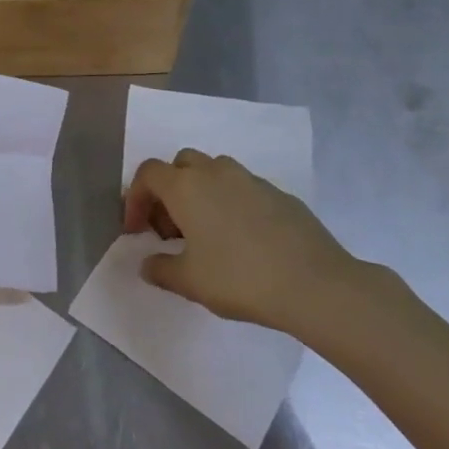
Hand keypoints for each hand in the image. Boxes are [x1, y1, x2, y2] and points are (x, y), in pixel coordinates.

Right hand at [123, 149, 382, 343]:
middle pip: (180, 165)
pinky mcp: (279, 193)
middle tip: (170, 230)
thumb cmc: (239, 278)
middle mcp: (215, 172)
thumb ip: (160, 269)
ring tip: (205, 233)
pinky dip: (231, 204)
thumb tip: (147, 263)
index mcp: (186, 186)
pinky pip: (243, 189)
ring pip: (214, 172)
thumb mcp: (189, 282)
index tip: (136, 230)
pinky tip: (242, 240)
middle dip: (168, 191)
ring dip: (200, 193)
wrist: (314, 283)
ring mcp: (250, 179)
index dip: (135, 199)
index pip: (148, 174)